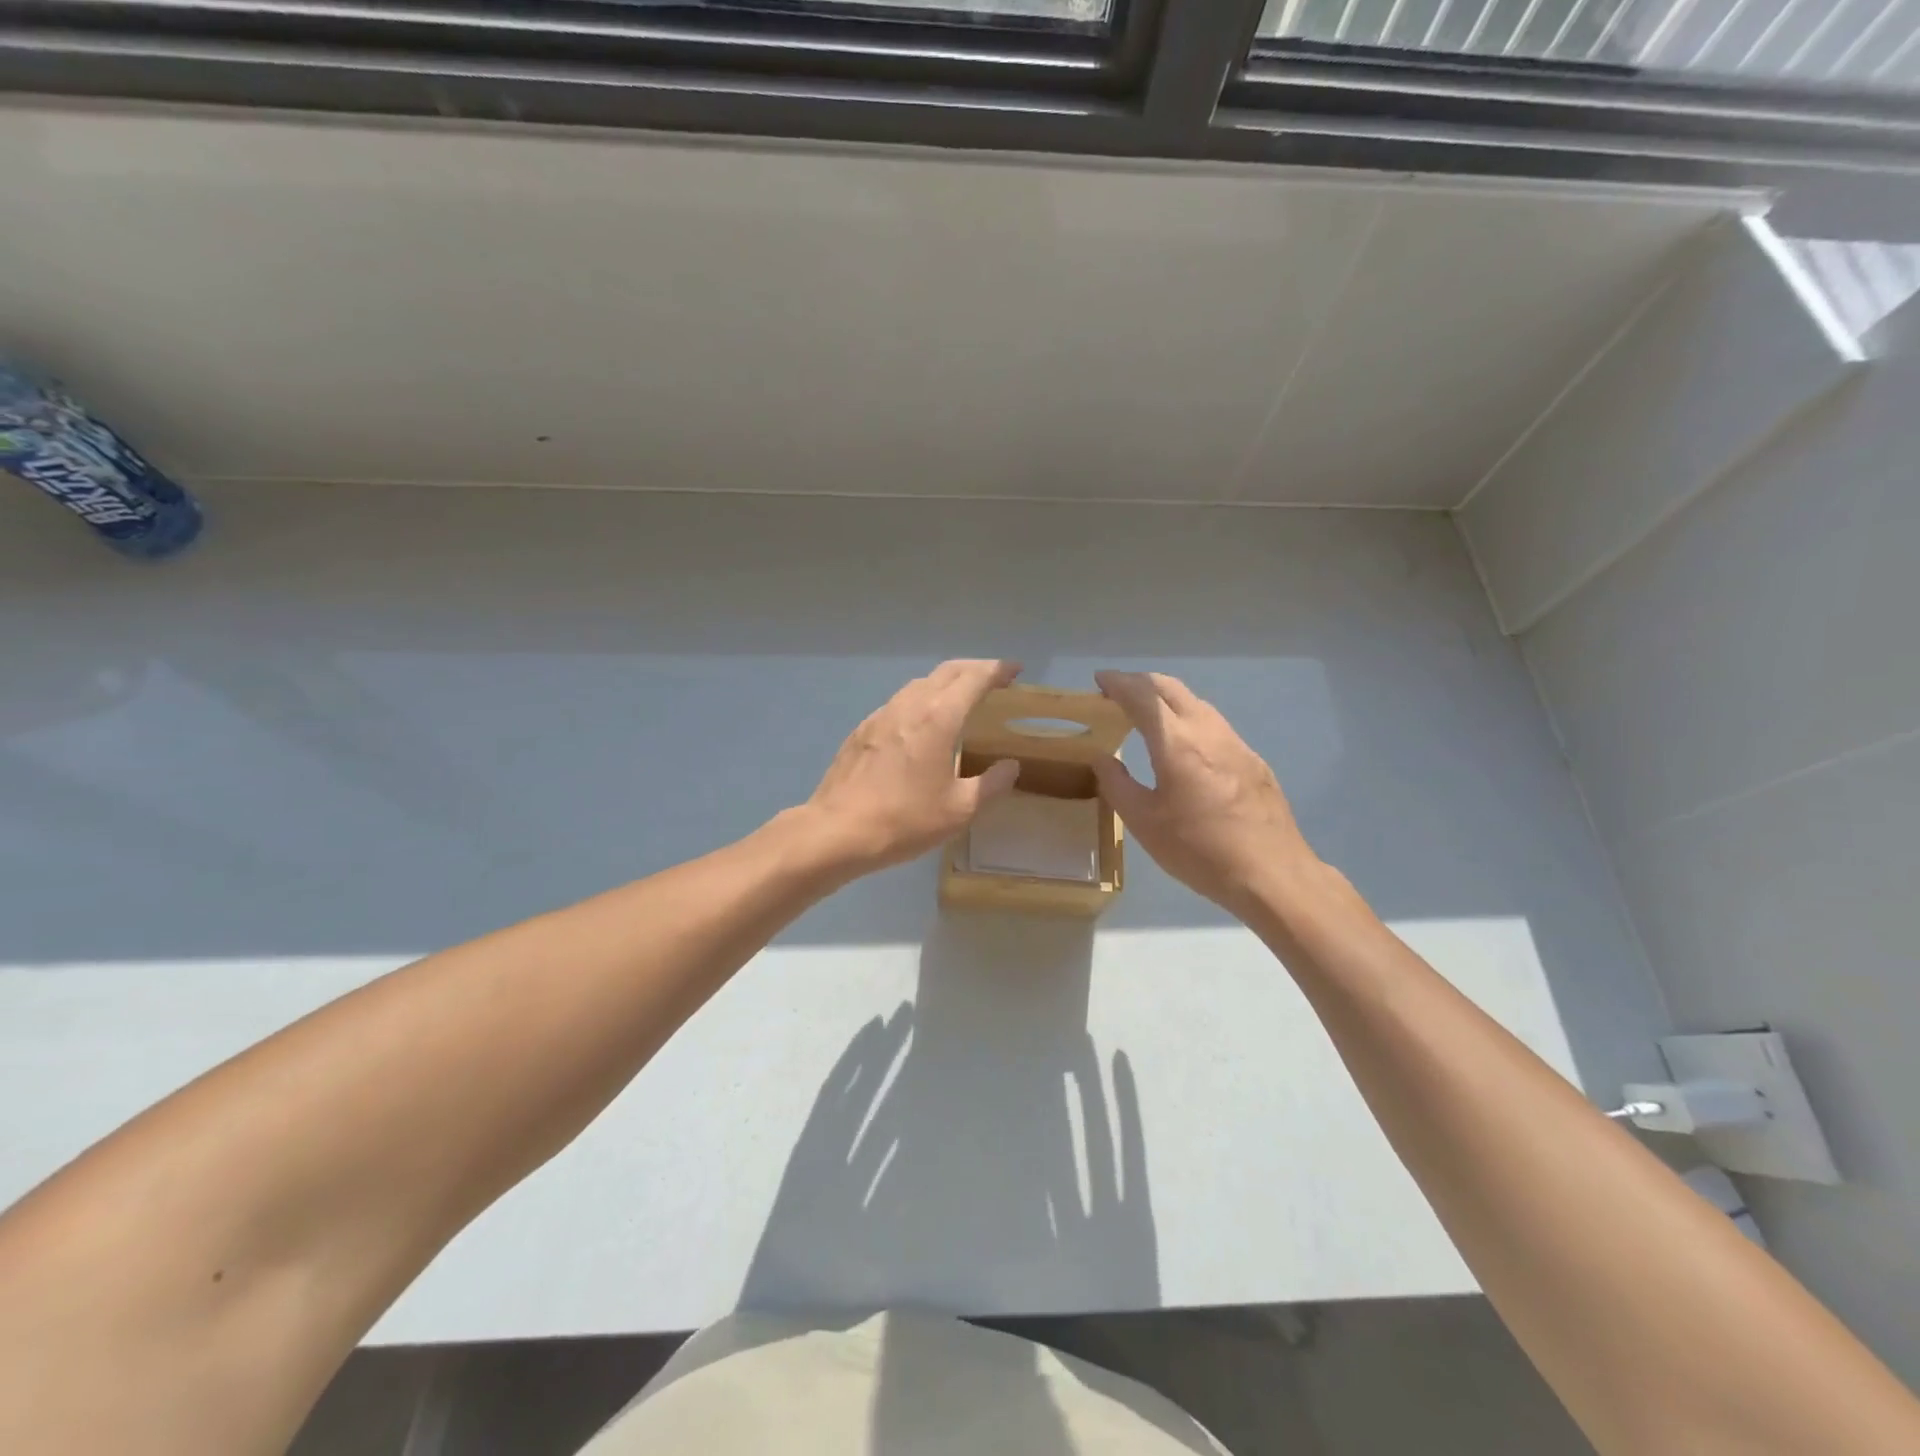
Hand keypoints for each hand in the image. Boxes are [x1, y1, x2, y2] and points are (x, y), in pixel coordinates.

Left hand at [805, 660, 1023, 874]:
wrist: (838, 831)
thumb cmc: (905, 820)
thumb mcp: (960, 810)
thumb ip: (991, 785)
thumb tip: (1010, 767)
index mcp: (939, 718)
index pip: (974, 679)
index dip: (997, 670)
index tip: (1015, 669)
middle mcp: (910, 706)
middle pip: (946, 672)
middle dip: (974, 668)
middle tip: (994, 679)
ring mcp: (881, 715)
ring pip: (919, 684)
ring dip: (945, 683)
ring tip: (961, 699)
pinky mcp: (862, 730)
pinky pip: (899, 703)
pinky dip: (921, 701)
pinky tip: (922, 725)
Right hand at [1090, 670, 1319, 915]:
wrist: (1271, 873)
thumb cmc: (1199, 849)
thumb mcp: (1144, 822)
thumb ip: (1117, 785)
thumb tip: (1102, 758)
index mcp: (1177, 742)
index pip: (1143, 696)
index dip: (1118, 682)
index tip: (1099, 679)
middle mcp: (1208, 731)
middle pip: (1171, 688)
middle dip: (1141, 683)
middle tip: (1117, 693)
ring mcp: (1235, 743)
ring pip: (1196, 703)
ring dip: (1166, 699)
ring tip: (1145, 715)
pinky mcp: (1252, 760)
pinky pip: (1213, 724)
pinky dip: (1188, 718)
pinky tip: (1183, 745)